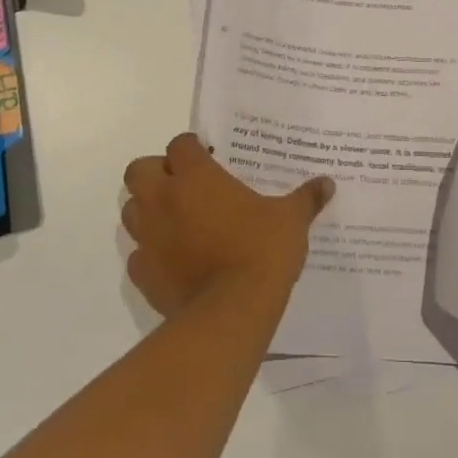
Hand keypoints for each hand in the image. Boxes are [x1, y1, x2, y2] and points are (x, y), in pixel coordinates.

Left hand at [121, 134, 334, 317]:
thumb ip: (306, 198)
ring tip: (176, 219)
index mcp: (196, 177)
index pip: (180, 145)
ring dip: (147, 209)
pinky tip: (174, 259)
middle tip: (183, 184)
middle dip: (156, 172)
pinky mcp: (143, 273)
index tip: (208, 157)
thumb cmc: (261, 251)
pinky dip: (150, 251)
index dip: (192, 148)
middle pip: (139, 170)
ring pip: (131, 210)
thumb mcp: (291, 220)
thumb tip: (327, 183)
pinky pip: (137, 254)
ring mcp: (149, 237)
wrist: (231, 312)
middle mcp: (164, 200)